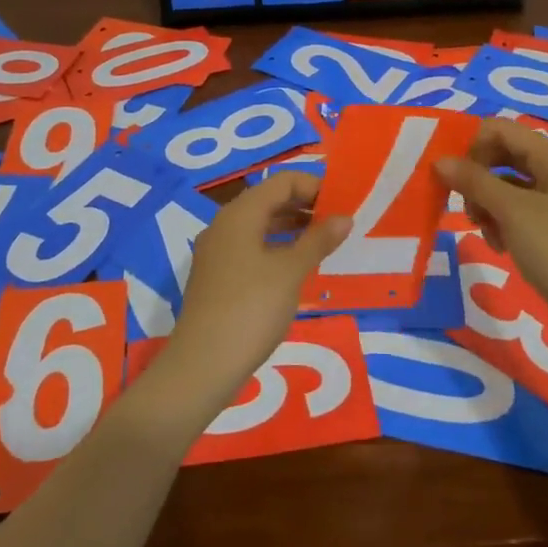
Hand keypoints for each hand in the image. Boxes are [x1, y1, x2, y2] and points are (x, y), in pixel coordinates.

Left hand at [155, 173, 351, 423]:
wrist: (203, 365)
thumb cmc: (252, 309)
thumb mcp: (291, 272)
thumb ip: (318, 240)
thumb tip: (344, 217)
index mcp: (240, 214)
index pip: (282, 181)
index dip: (314, 186)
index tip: (343, 203)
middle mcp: (224, 225)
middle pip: (269, 200)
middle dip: (304, 206)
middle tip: (338, 223)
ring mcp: (216, 252)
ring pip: (259, 225)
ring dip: (291, 228)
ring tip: (324, 243)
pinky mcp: (216, 277)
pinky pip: (250, 247)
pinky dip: (276, 248)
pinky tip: (296, 268)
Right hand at [435, 119, 547, 340]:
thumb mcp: (512, 212)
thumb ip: (474, 181)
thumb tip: (440, 161)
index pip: (501, 129)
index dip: (472, 146)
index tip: (452, 177)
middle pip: (505, 156)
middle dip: (478, 177)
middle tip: (465, 207)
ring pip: (509, 186)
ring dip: (488, 203)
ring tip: (484, 231)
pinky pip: (520, 212)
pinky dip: (503, 222)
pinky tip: (500, 246)